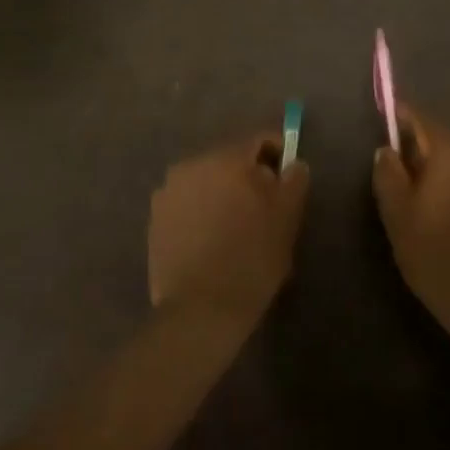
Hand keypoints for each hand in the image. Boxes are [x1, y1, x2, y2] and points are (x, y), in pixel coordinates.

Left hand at [148, 135, 310, 322]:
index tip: (287, 177)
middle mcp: (191, 166)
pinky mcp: (155, 218)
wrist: (201, 309)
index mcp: (225, 160)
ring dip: (222, 193)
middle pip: (229, 160)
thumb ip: (294, 181)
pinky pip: (187, 203)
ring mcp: (168, 192)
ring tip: (235, 226)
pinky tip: (211, 239)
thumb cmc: (252, 259)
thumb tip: (293, 164)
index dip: (278, 154)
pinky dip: (201, 211)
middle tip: (264, 207)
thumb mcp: (287, 219)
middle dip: (247, 176)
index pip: (258, 141)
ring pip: (206, 181)